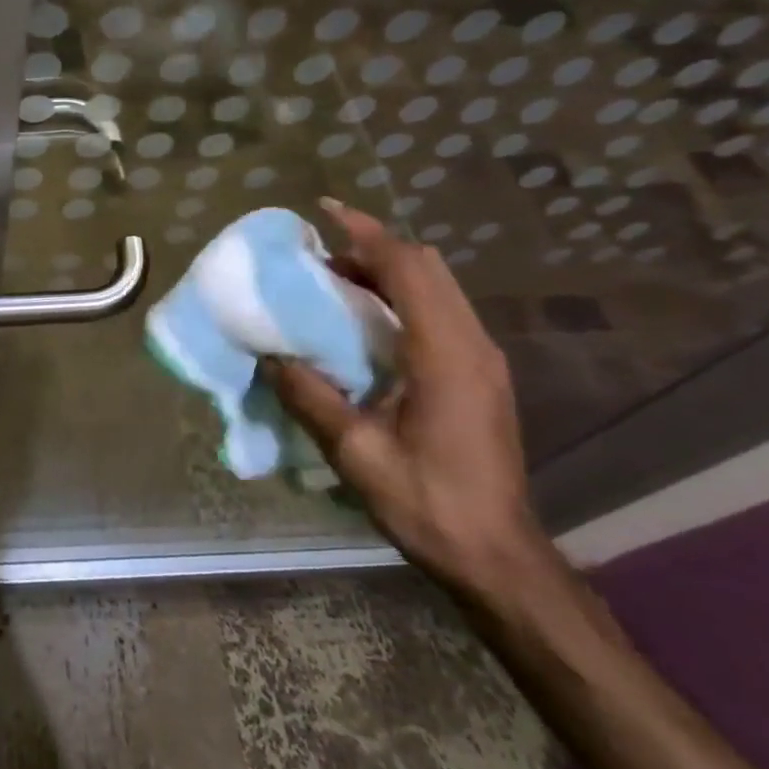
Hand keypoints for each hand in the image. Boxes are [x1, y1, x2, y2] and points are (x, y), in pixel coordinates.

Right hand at [262, 198, 547, 592]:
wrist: (497, 556)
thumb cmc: (428, 503)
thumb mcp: (356, 453)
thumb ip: (312, 398)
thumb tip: (271, 356)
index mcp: (445, 354)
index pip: (408, 268)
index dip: (366, 233)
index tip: (325, 211)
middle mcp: (472, 344)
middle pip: (427, 267)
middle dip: (373, 248)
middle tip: (320, 257)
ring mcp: (482, 359)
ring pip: (437, 286)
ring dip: (388, 272)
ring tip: (334, 285)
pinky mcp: (481, 375)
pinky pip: (440, 311)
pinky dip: (402, 297)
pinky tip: (365, 324)